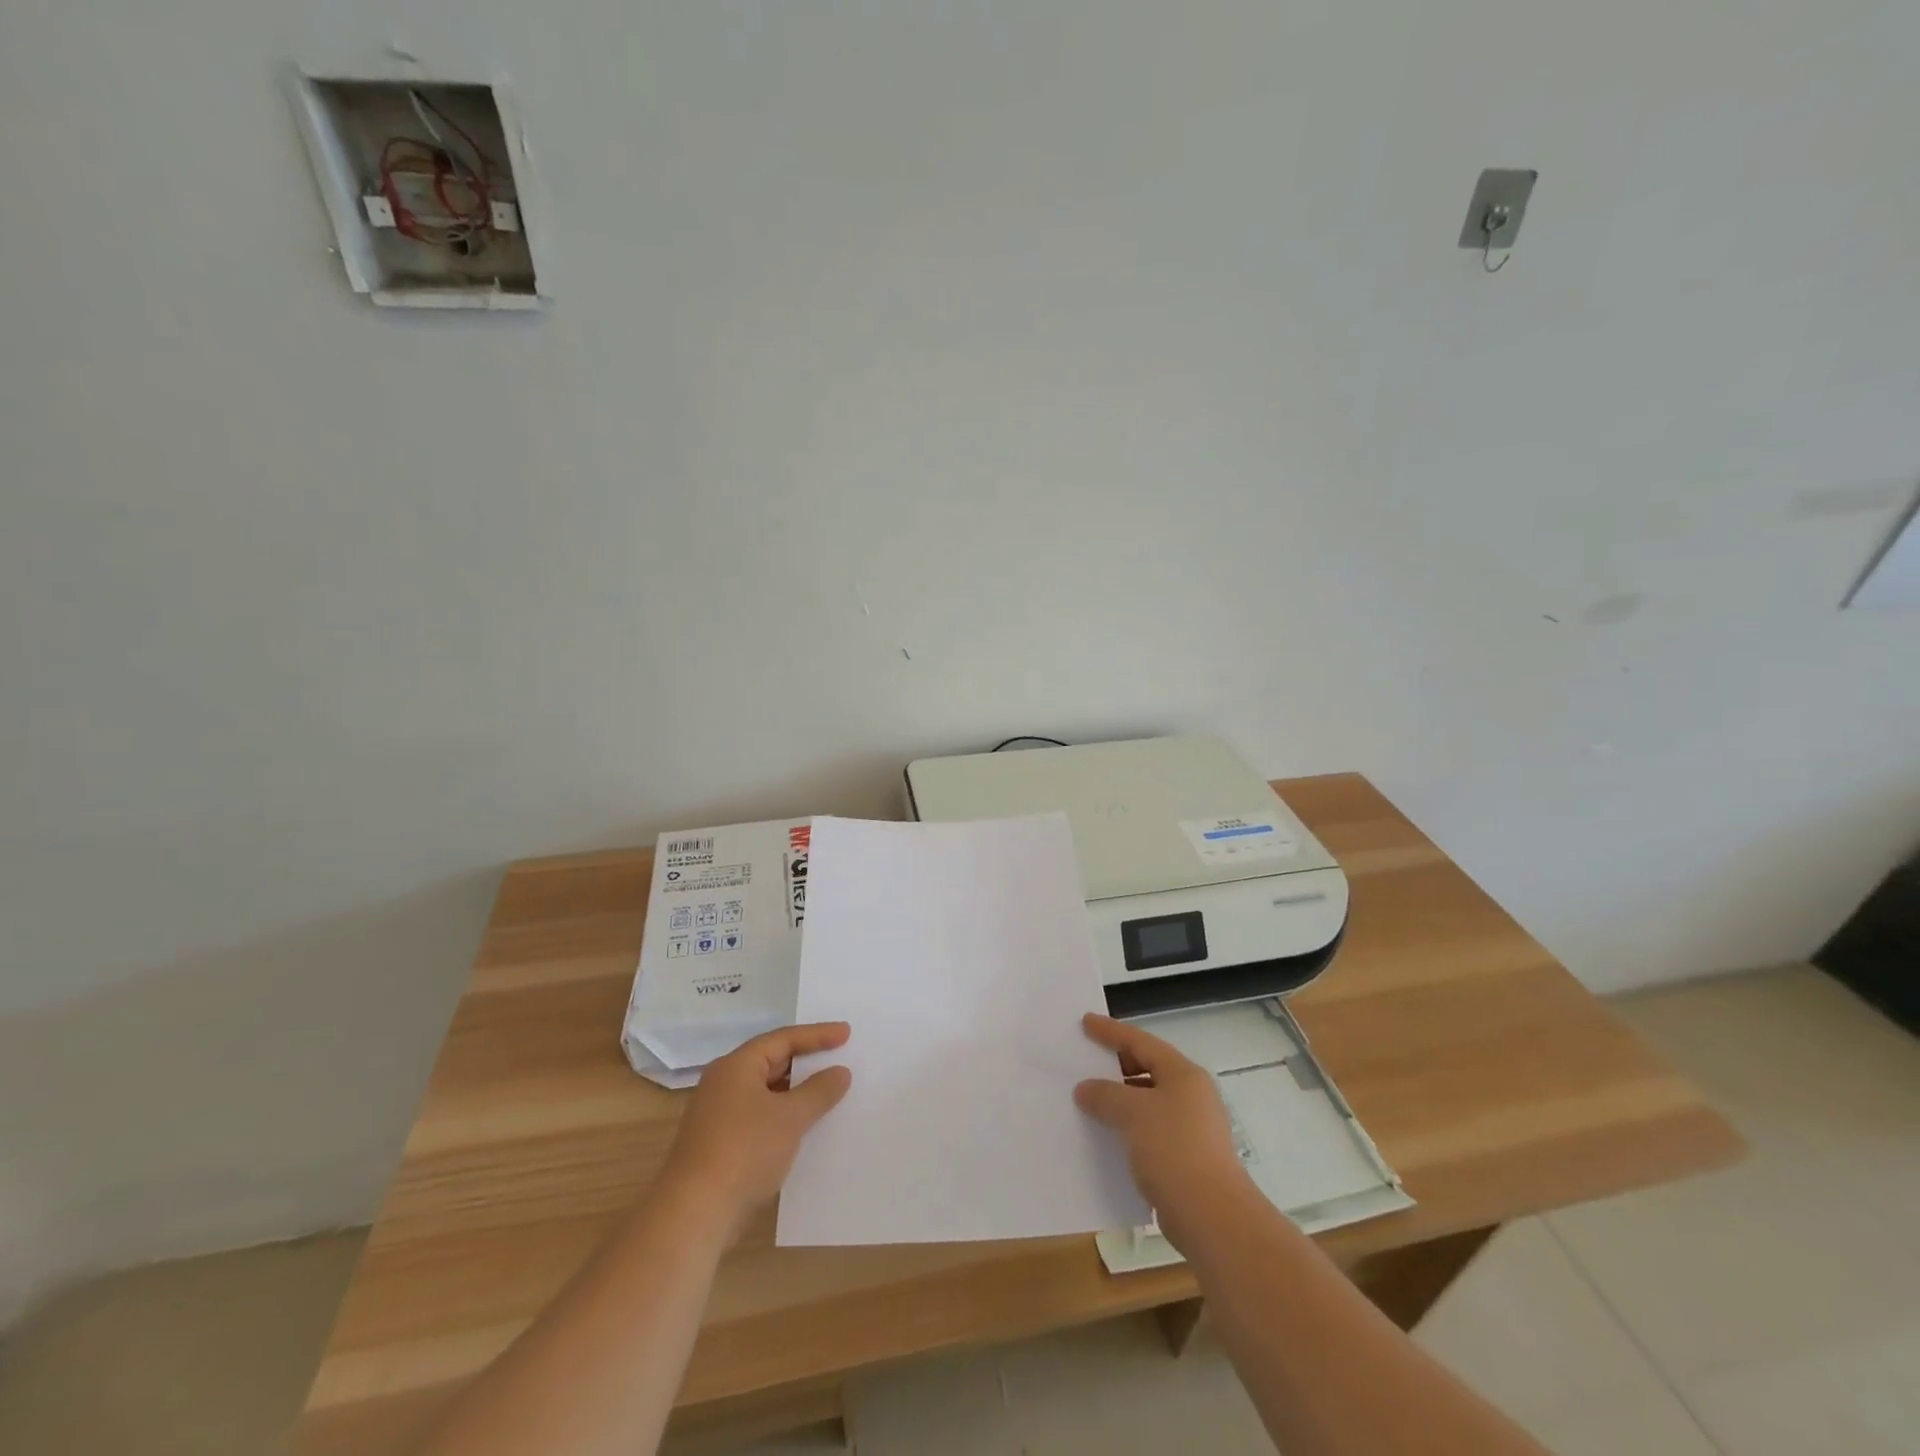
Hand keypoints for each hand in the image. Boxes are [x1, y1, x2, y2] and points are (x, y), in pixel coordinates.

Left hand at [660, 1023, 852, 1239]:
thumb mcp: (790, 1117)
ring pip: (766, 1093)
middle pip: (772, 1062)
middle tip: (840, 1059)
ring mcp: (718, 1116)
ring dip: (797, 1092)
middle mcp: (724, 1084)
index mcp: (736, 1067)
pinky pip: (760, 1117)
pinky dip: (784, 1116)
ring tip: (829, 1093)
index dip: (817, 1035)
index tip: (846, 1033)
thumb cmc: (744, 1151)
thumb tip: (840, 1072)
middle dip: (807, 1062)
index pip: (783, 1039)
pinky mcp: (719, 1145)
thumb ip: (819, 1091)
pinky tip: (804, 1129)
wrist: (694, 1215)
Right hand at [1074, 1013, 1251, 1244]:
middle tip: (1086, 1060)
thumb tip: (1085, 1088)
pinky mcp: (1188, 1157)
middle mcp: (1192, 1094)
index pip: (1141, 1042)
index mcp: (1183, 1074)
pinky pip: (1151, 1129)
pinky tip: (1107, 1136)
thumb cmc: (1173, 1150)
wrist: (1212, 1217)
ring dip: (1120, 1099)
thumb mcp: (1132, 1113)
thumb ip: (1105, 1095)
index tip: (1086, 1021)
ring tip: (1090, 1099)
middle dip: (1115, 1065)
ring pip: (1149, 1101)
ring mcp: (1193, 1127)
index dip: (1111, 1031)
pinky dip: (1128, 1126)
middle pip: (1148, 1068)